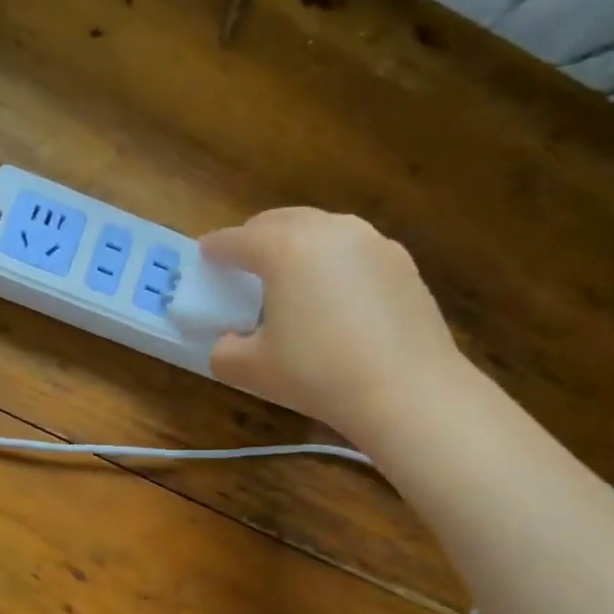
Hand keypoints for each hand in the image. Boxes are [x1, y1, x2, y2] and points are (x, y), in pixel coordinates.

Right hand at [201, 208, 465, 438]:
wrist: (408, 391)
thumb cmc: (318, 374)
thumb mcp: (253, 370)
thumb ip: (224, 351)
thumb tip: (228, 342)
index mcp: (284, 248)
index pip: (236, 240)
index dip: (215, 248)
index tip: (205, 256)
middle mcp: (329, 230)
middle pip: (280, 221)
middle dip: (256, 237)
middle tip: (244, 264)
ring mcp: (372, 242)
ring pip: (322, 230)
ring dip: (298, 245)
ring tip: (292, 278)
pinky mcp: (403, 262)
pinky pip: (354, 251)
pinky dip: (334, 262)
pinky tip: (336, 297)